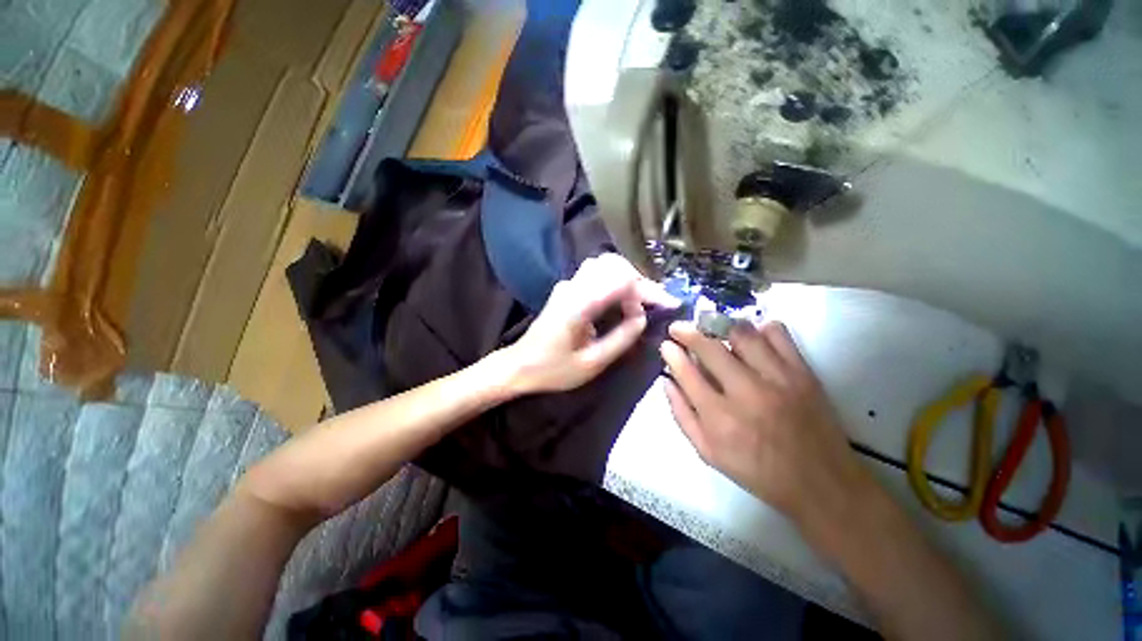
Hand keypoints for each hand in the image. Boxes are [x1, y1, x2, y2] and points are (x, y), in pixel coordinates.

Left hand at [500, 253, 678, 394]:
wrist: (520, 365)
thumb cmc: (553, 369)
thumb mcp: (592, 363)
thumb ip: (621, 339)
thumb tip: (643, 318)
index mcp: (579, 304)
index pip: (621, 281)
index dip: (647, 291)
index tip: (667, 305)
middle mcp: (573, 286)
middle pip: (614, 265)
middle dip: (641, 282)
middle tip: (658, 303)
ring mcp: (568, 284)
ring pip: (606, 265)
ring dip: (629, 278)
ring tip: (644, 301)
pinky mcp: (567, 288)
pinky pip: (597, 273)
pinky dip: (617, 280)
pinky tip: (625, 298)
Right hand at [660, 320, 870, 522]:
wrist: (820, 482)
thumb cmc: (757, 471)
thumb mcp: (707, 452)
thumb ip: (682, 414)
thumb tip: (667, 381)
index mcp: (719, 418)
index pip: (686, 372)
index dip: (672, 353)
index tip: (666, 344)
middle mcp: (746, 392)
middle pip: (710, 347)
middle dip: (688, 331)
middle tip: (679, 328)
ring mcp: (777, 379)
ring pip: (742, 334)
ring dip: (720, 326)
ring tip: (711, 328)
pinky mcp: (803, 372)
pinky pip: (778, 334)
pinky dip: (760, 329)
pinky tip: (751, 337)